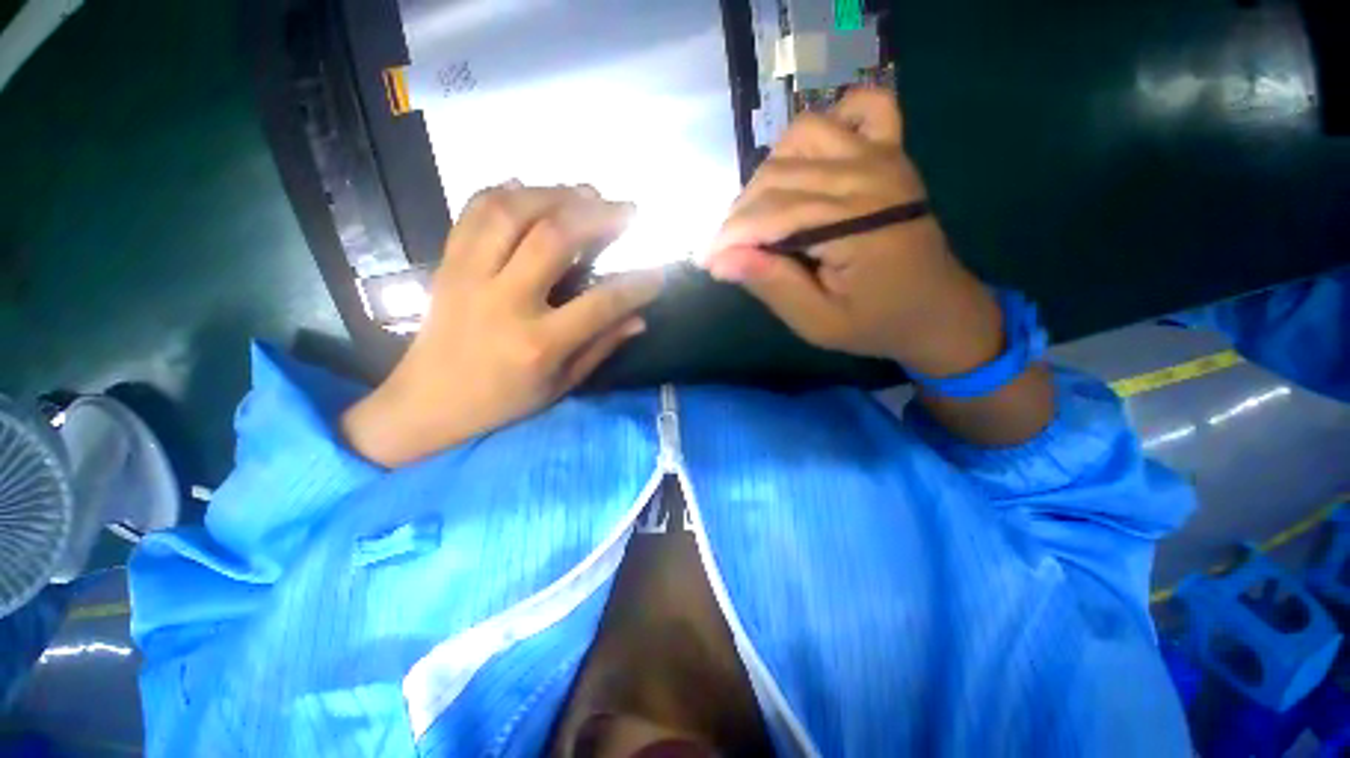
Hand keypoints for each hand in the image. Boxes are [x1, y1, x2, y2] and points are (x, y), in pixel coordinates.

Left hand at [342, 184, 664, 466]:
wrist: (429, 400)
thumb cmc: (503, 400)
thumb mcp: (561, 384)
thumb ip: (602, 346)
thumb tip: (640, 318)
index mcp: (539, 343)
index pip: (601, 303)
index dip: (637, 285)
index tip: (659, 273)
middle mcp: (504, 301)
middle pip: (553, 238)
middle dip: (598, 216)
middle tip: (626, 210)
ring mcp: (470, 276)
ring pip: (511, 211)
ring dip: (555, 193)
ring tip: (585, 193)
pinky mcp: (448, 263)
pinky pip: (474, 211)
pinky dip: (506, 191)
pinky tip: (531, 188)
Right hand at [703, 88, 1004, 378]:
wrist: (937, 310)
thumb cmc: (876, 323)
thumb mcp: (818, 323)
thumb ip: (773, 287)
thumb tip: (721, 260)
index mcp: (854, 225)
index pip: (770, 215)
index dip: (730, 237)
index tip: (708, 262)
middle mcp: (867, 177)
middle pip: (778, 176)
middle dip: (740, 214)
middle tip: (732, 250)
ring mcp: (883, 156)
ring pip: (802, 136)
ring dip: (770, 173)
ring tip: (762, 213)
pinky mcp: (892, 152)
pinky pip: (862, 107)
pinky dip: (828, 123)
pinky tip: (811, 158)